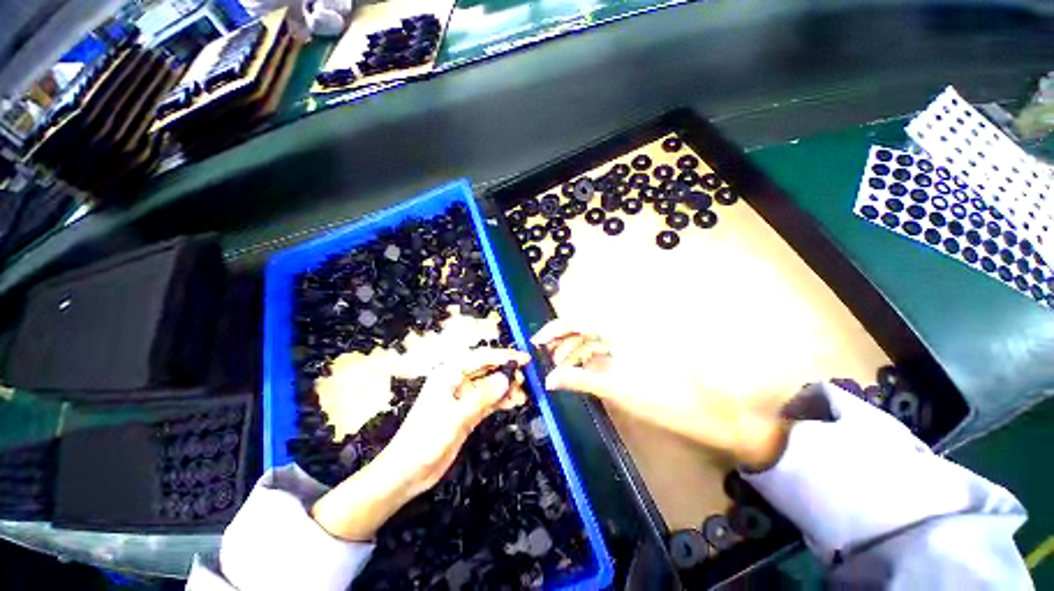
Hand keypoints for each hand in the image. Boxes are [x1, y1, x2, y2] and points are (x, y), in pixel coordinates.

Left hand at [311, 348, 529, 540]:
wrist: (407, 472)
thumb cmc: (425, 439)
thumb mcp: (455, 417)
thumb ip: (481, 397)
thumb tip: (506, 379)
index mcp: (449, 375)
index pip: (481, 358)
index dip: (503, 356)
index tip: (523, 359)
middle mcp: (457, 382)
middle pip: (487, 370)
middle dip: (507, 372)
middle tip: (526, 378)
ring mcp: (463, 398)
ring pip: (490, 386)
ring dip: (506, 388)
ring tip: (524, 393)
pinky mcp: (468, 413)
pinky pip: (489, 401)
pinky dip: (501, 401)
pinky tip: (514, 402)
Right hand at [531, 319, 789, 469]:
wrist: (713, 416)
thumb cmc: (667, 403)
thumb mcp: (618, 391)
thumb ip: (581, 380)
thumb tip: (550, 378)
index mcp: (622, 332)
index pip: (581, 321)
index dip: (557, 328)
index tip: (537, 340)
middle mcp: (624, 332)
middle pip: (584, 329)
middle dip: (562, 342)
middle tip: (545, 359)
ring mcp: (631, 344)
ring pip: (593, 341)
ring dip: (574, 352)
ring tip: (558, 368)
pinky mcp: (635, 357)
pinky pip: (605, 352)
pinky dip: (589, 360)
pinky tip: (578, 371)